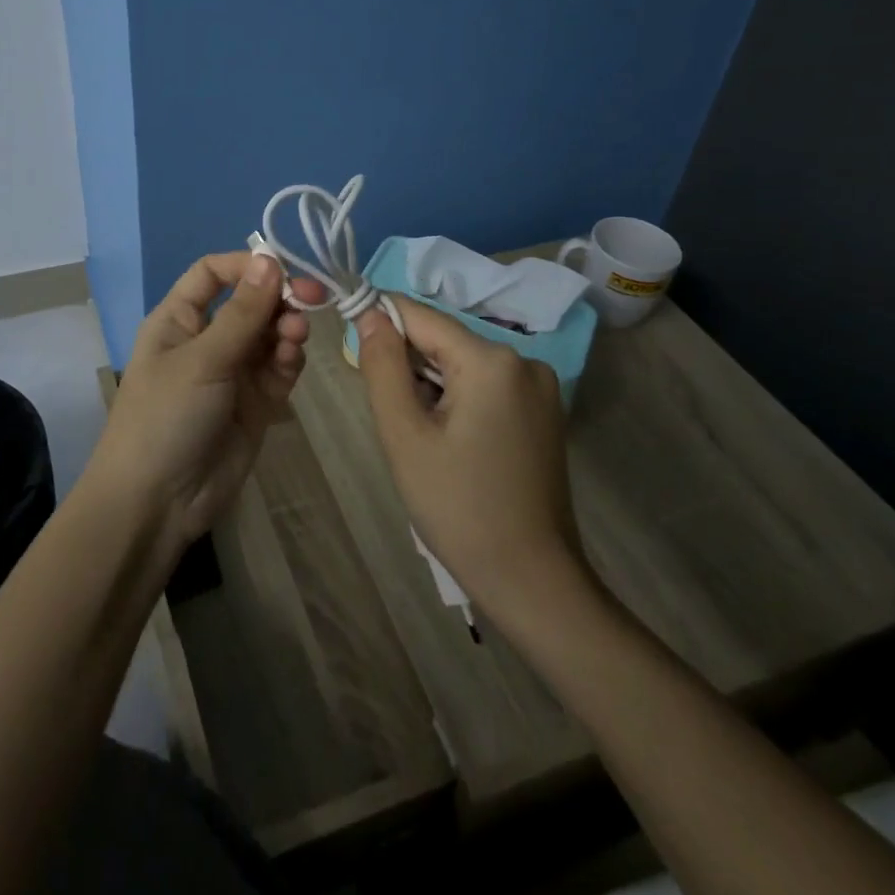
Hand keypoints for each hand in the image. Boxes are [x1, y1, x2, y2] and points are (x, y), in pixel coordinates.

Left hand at [87, 252, 325, 552]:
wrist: (158, 503)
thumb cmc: (166, 417)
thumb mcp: (202, 360)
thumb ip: (242, 314)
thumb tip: (270, 261)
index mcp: (179, 319)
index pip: (213, 273)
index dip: (246, 265)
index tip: (282, 269)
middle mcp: (207, 339)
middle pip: (250, 301)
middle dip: (278, 297)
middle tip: (311, 298)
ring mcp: (234, 371)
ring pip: (270, 333)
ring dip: (286, 327)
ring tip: (295, 335)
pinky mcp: (256, 402)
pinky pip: (280, 367)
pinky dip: (289, 358)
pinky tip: (292, 358)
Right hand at [355, 297, 591, 618]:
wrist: (532, 579)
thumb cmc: (458, 508)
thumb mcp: (404, 435)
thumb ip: (382, 366)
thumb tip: (370, 315)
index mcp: (490, 360)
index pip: (420, 317)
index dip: (379, 322)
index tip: (350, 347)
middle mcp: (523, 360)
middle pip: (444, 340)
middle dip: (407, 364)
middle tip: (392, 416)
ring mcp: (540, 386)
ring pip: (463, 363)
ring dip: (431, 385)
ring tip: (421, 437)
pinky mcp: (544, 411)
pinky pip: (486, 384)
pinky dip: (457, 398)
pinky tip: (450, 441)